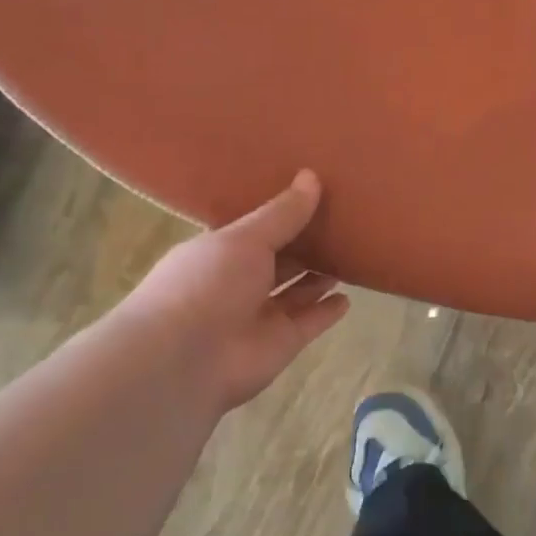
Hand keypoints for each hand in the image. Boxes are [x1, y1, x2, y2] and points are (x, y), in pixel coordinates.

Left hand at [118, 171, 349, 415]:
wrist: (184, 359)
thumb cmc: (206, 285)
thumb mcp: (244, 238)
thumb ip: (282, 214)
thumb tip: (312, 176)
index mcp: (221, 253)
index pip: (257, 231)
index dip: (282, 215)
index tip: (314, 194)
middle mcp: (240, 283)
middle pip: (280, 261)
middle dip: (306, 245)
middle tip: (343, 221)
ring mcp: (261, 315)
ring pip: (297, 292)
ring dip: (319, 277)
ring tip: (352, 254)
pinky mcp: (282, 343)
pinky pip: (311, 322)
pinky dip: (327, 311)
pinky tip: (348, 297)